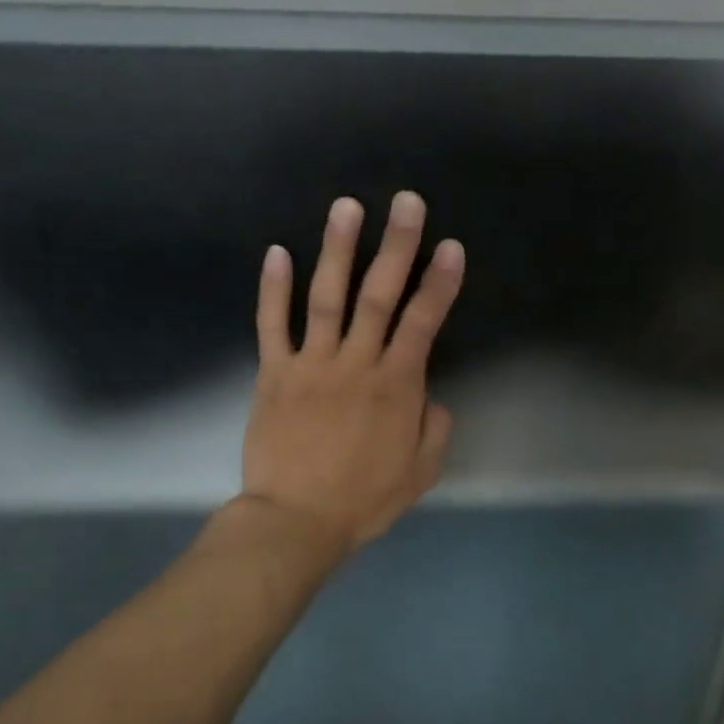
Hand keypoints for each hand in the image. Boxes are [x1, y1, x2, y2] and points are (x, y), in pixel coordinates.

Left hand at [239, 191, 464, 555]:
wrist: (296, 521)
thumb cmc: (365, 499)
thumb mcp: (420, 471)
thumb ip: (433, 428)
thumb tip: (429, 397)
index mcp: (396, 386)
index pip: (423, 322)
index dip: (439, 283)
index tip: (451, 248)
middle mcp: (356, 363)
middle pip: (379, 295)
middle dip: (397, 246)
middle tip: (407, 203)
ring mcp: (311, 364)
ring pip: (327, 297)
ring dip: (338, 250)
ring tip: (347, 207)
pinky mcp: (274, 374)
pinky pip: (272, 324)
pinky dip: (273, 288)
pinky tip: (277, 252)